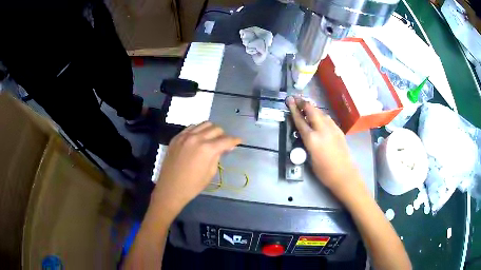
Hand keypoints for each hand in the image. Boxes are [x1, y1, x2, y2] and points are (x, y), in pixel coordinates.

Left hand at [151, 122, 241, 220]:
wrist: (170, 188)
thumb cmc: (193, 185)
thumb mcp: (210, 172)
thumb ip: (218, 156)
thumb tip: (224, 147)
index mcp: (207, 149)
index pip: (226, 140)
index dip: (235, 140)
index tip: (238, 141)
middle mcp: (197, 138)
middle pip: (216, 129)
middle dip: (223, 135)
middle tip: (224, 143)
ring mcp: (185, 136)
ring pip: (204, 124)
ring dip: (211, 130)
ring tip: (211, 139)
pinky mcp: (176, 137)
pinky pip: (191, 127)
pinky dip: (198, 130)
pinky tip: (198, 138)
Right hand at [286, 96, 357, 190]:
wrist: (344, 174)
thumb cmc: (324, 171)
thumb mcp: (310, 157)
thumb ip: (307, 142)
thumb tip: (305, 133)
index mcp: (312, 139)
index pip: (300, 120)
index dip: (294, 109)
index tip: (289, 100)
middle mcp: (322, 130)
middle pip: (311, 111)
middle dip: (303, 103)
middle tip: (296, 98)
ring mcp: (332, 128)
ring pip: (320, 112)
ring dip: (312, 108)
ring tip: (306, 106)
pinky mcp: (339, 130)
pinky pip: (327, 118)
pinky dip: (321, 115)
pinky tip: (319, 117)